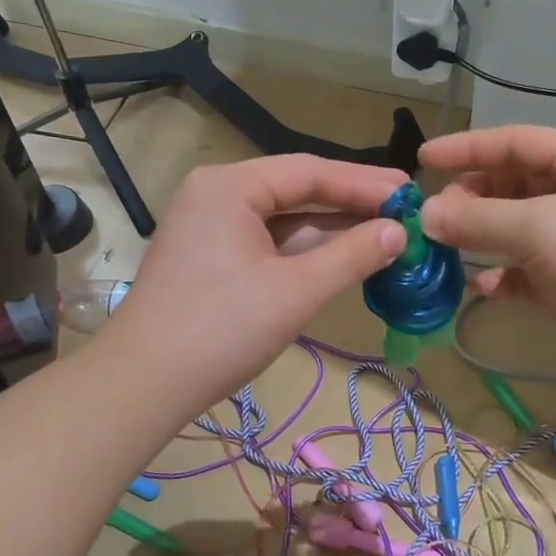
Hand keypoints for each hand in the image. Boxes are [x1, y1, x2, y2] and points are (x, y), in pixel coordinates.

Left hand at [102, 155, 405, 407]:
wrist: (146, 383)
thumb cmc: (222, 329)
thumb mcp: (296, 291)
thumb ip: (352, 256)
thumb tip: (399, 233)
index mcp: (230, 187)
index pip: (310, 172)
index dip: (364, 183)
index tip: (410, 193)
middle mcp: (217, 196)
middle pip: (296, 192)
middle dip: (351, 205)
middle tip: (405, 213)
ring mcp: (211, 229)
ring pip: (284, 221)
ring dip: (332, 231)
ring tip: (386, 236)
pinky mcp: (212, 260)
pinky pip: (269, 245)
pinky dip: (306, 253)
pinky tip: (344, 259)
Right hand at [419, 126, 555, 388]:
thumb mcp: (540, 229)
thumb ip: (479, 219)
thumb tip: (426, 214)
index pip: (515, 142)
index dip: (468, 148)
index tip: (422, 160)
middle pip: (512, 185)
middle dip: (471, 197)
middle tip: (434, 215)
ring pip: (515, 230)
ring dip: (481, 237)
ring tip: (446, 247)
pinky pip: (525, 271)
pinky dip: (502, 276)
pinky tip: (483, 287)